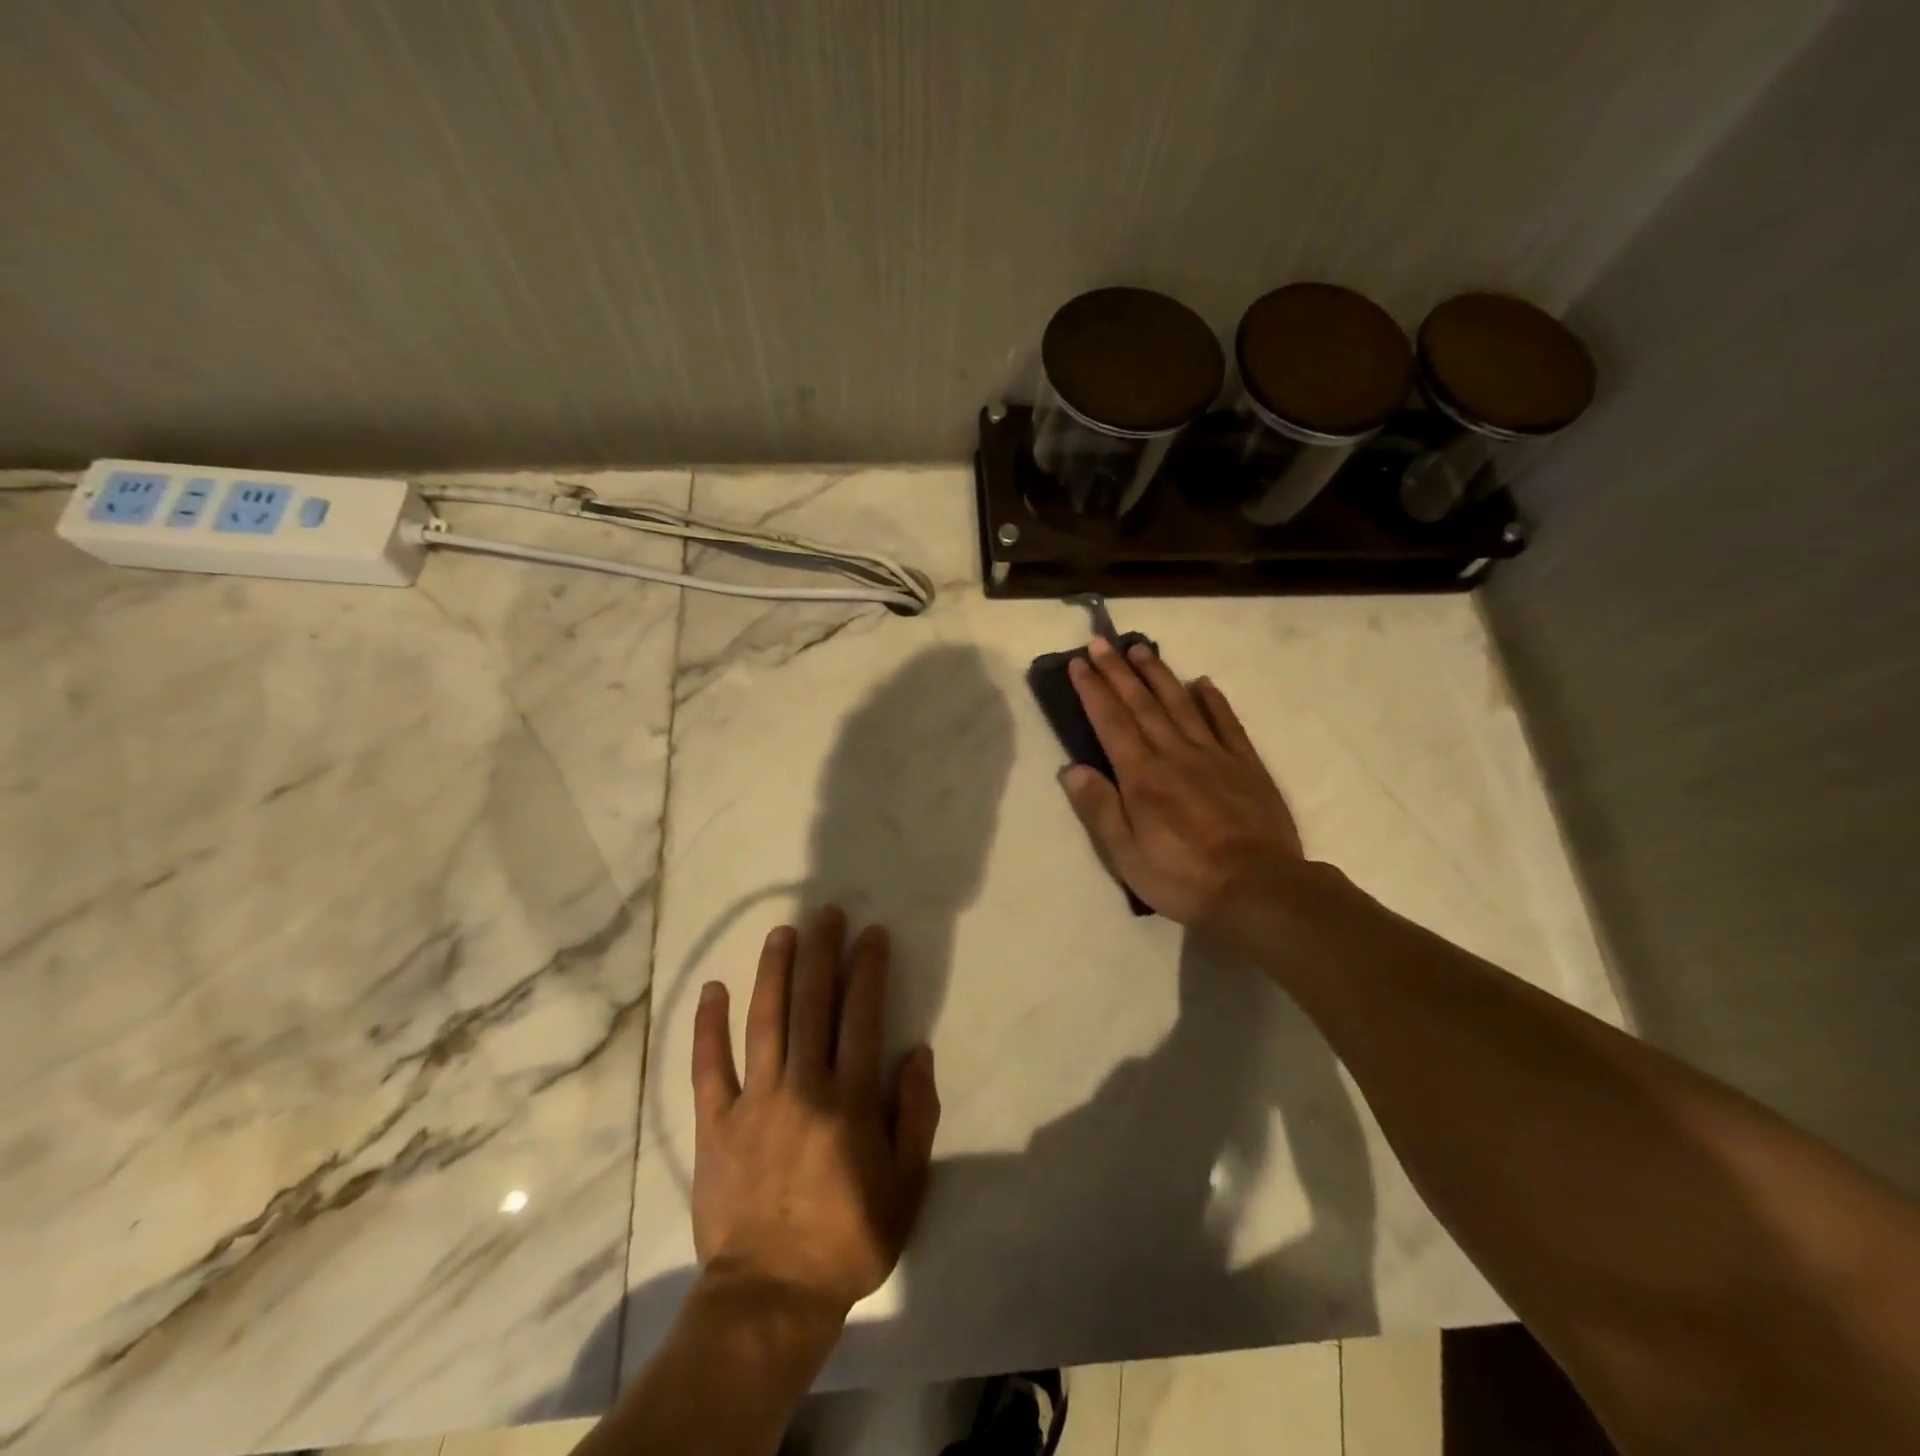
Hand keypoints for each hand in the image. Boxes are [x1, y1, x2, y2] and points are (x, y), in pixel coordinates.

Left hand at [690, 906, 940, 1315]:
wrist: (772, 1295)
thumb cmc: (849, 1239)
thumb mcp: (907, 1185)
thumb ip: (916, 1115)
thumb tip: (917, 1053)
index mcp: (850, 1099)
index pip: (861, 1016)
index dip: (868, 969)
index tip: (871, 934)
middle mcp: (803, 1086)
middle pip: (813, 1004)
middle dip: (822, 953)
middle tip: (826, 913)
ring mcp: (755, 1101)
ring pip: (765, 1021)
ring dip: (774, 971)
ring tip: (782, 932)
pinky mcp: (715, 1123)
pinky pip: (709, 1067)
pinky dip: (709, 1026)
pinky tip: (713, 989)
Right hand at [1061, 637, 1305, 937]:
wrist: (1260, 889)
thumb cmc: (1184, 878)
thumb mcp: (1127, 855)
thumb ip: (1099, 809)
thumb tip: (1072, 769)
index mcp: (1143, 776)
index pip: (1111, 722)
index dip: (1093, 690)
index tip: (1079, 662)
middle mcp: (1175, 754)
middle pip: (1142, 704)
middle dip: (1119, 672)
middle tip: (1102, 642)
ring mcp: (1215, 756)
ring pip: (1181, 704)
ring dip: (1158, 675)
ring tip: (1141, 649)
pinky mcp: (1246, 766)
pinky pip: (1227, 724)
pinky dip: (1213, 701)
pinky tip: (1203, 682)